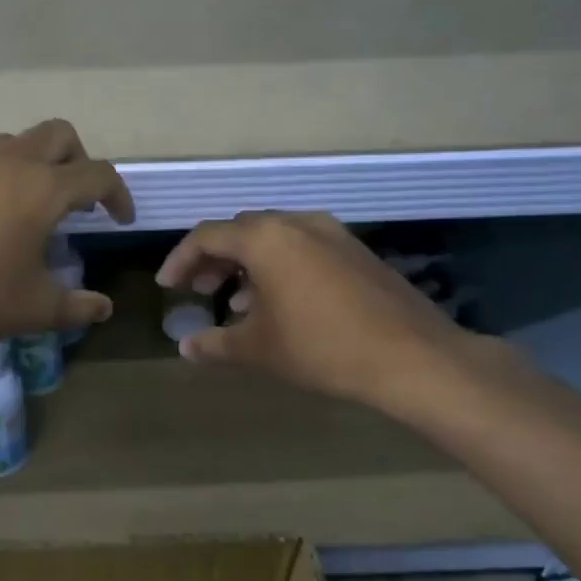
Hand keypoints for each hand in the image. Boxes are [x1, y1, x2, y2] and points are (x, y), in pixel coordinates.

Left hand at [0, 120, 133, 357]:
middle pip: (59, 135)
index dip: (118, 195)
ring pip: (16, 143)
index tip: (120, 219)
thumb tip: (104, 307)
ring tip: (32, 208)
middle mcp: (8, 162)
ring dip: (36, 164)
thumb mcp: (32, 309)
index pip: (98, 174)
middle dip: (80, 161)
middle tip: (79, 201)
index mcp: (42, 188)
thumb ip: (76, 307)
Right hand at [156, 211, 502, 420]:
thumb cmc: (322, 348)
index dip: (180, 260)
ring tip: (235, 302)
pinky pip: (302, 247)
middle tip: (198, 289)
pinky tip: (280, 303)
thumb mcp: (259, 349)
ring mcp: (332, 233)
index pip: (207, 236)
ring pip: (273, 238)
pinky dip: (279, 266)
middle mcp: (297, 222)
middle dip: (213, 259)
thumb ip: (215, 344)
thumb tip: (185, 347)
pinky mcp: (356, 250)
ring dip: (247, 264)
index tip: (167, 286)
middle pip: (240, 231)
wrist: (413, 357)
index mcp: (265, 238)